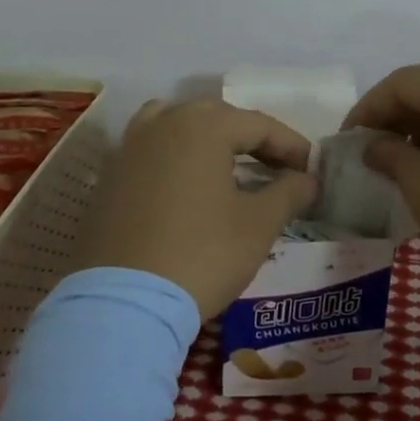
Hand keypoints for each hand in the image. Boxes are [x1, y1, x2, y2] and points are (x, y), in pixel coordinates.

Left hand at [71, 99, 317, 318]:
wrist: (123, 303)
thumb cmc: (201, 255)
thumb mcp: (258, 225)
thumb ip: (289, 193)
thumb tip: (307, 180)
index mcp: (202, 126)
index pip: (258, 124)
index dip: (290, 145)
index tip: (311, 170)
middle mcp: (162, 124)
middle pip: (216, 117)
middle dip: (251, 139)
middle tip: (277, 168)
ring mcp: (128, 148)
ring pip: (176, 125)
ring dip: (207, 139)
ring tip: (227, 166)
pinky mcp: (108, 177)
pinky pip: (150, 150)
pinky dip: (175, 157)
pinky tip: (186, 187)